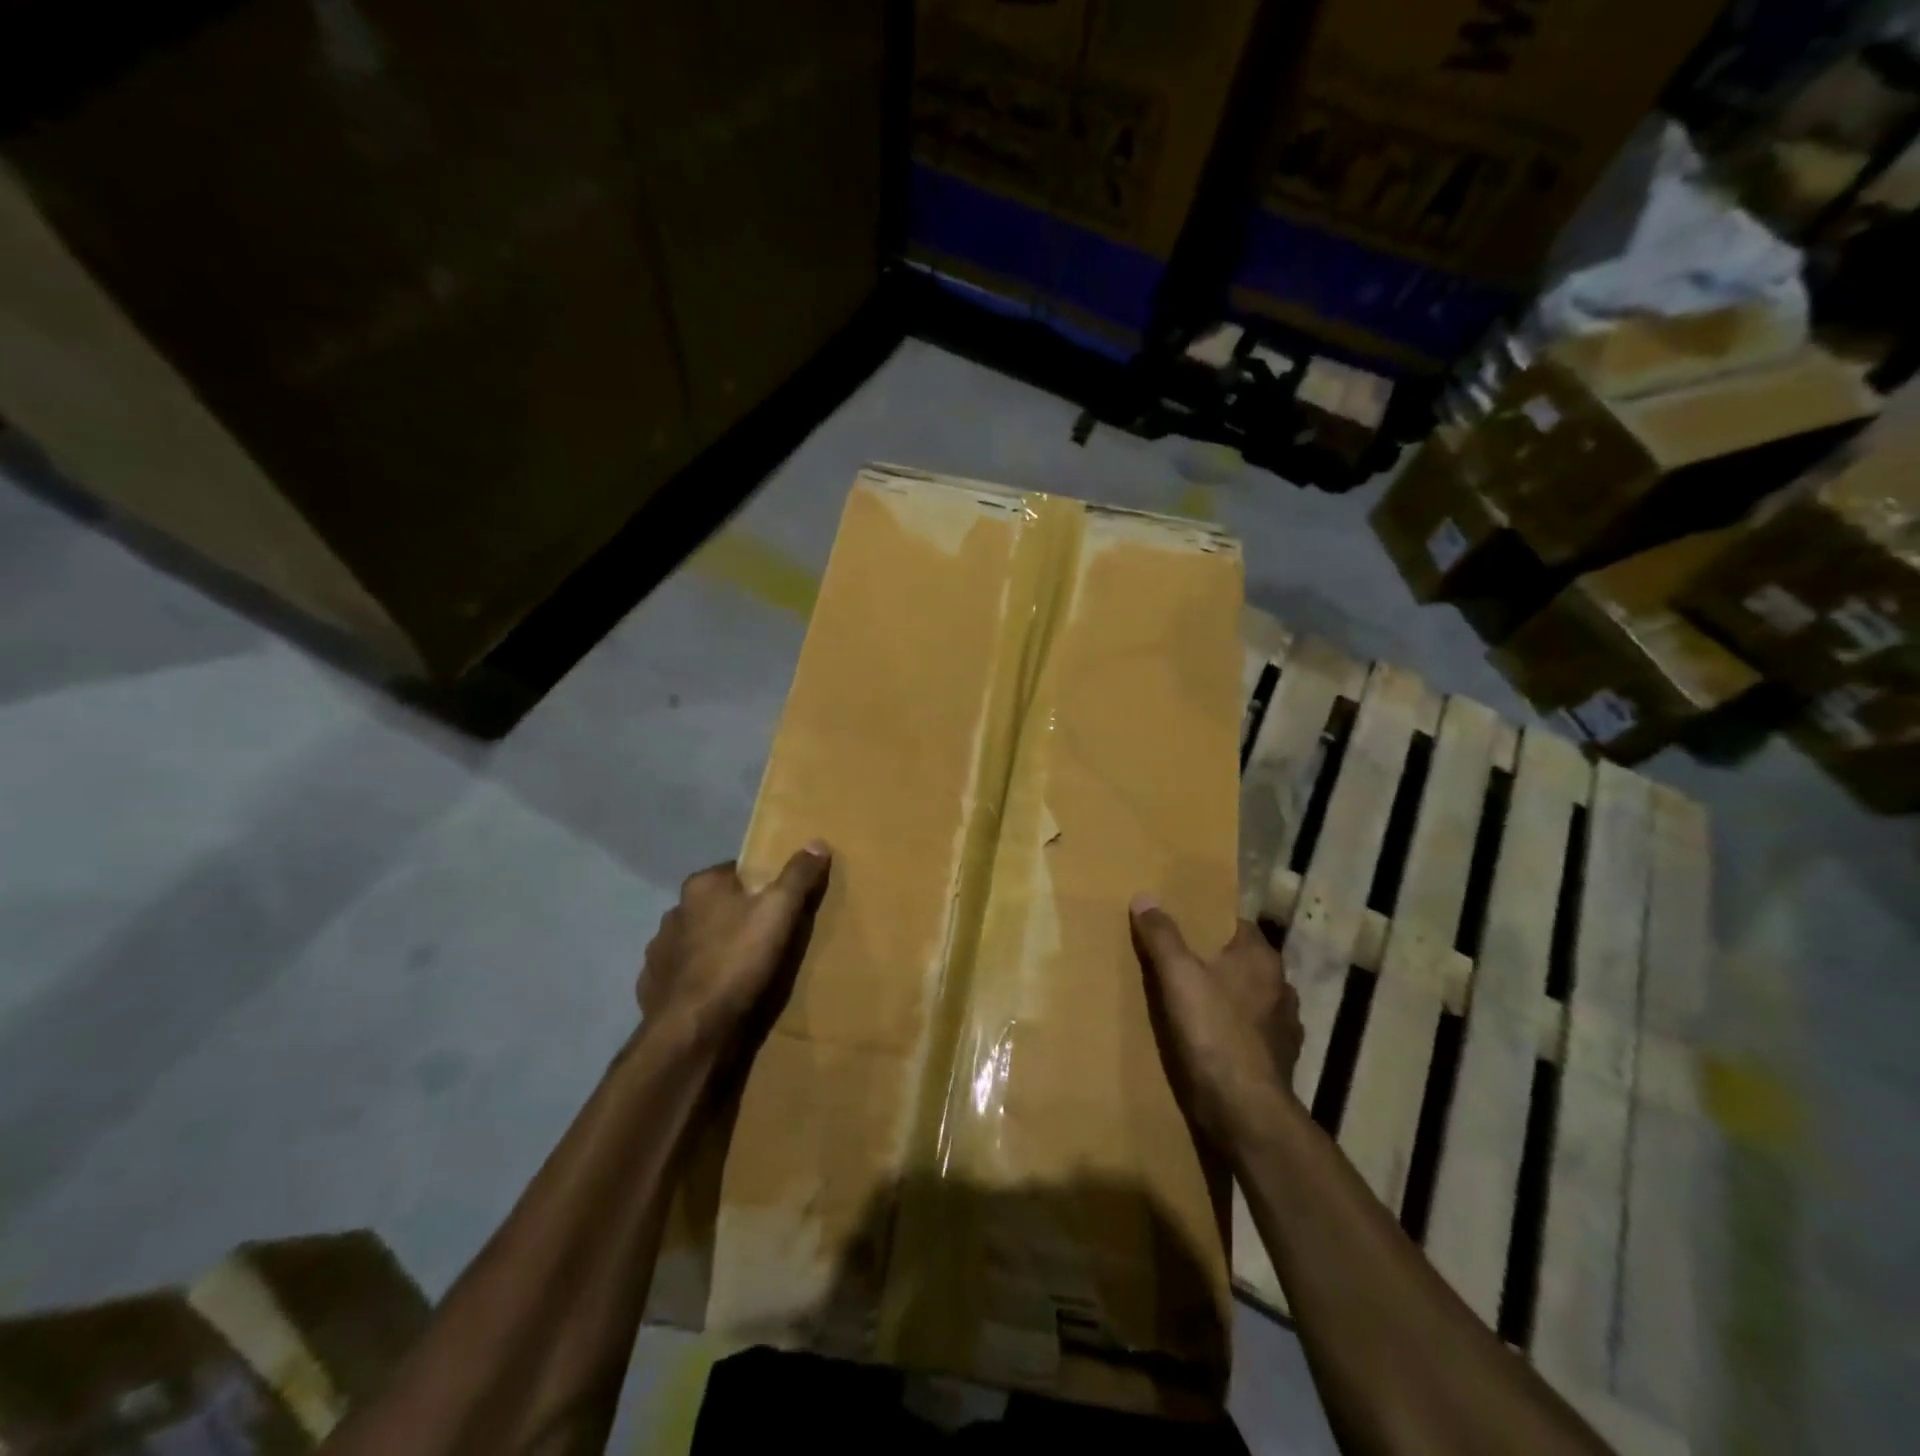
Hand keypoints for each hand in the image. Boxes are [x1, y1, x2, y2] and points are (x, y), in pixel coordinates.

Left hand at [638, 844, 831, 1049]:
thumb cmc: (736, 961)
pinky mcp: (652, 987)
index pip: (736, 872)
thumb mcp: (779, 912)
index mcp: (700, 886)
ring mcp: (659, 952)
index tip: (781, 903)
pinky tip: (719, 993)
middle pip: (716, 906)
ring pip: (697, 940)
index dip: (761, 885)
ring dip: (716, 948)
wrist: (691, 1031)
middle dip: (738, 917)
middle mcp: (674, 911)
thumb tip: (817, 842)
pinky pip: (683, 974)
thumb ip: (798, 876)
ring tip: (745, 969)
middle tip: (769, 937)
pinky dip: (699, 978)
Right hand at [1130, 897, 1302, 1155]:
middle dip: (1216, 961)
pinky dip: (1234, 1030)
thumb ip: (1162, 935)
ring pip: (1250, 998)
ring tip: (1193, 1001)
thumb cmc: (1213, 1031)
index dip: (1210, 922)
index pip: (1238, 924)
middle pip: (1243, 961)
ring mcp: (1284, 1026)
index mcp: (1261, 958)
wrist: (1245, 1110)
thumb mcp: (1177, 975)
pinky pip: (1252, 1033)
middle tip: (1179, 961)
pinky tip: (1211, 1038)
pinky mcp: (1279, 1060)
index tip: (1183, 925)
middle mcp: (1281, 986)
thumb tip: (1145, 896)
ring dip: (1227, 997)